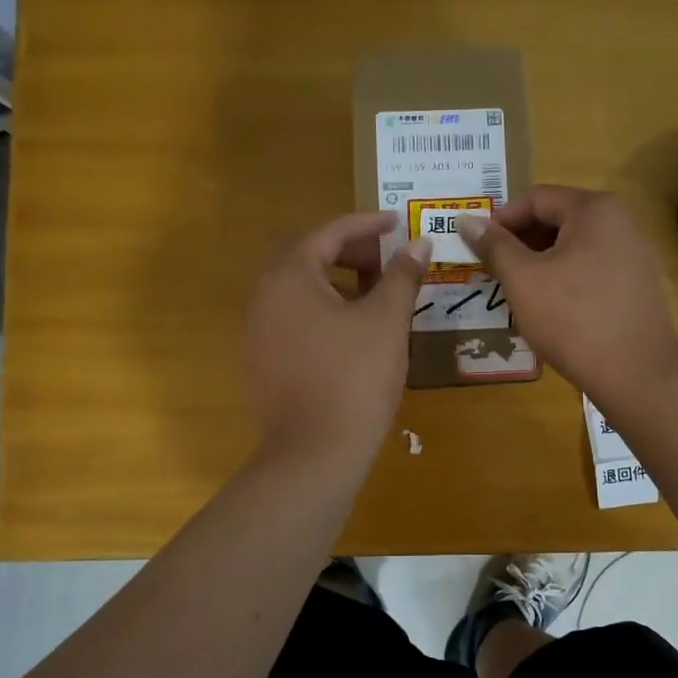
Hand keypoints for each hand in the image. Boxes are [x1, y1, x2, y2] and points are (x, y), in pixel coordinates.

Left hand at [243, 212, 429, 470]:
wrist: (314, 453)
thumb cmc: (354, 377)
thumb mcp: (386, 321)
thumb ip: (402, 276)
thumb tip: (418, 244)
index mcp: (289, 277)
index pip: (329, 233)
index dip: (367, 224)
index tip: (398, 223)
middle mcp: (264, 297)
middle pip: (309, 258)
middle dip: (351, 252)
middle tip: (388, 260)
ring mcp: (258, 332)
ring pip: (302, 291)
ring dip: (339, 282)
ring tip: (377, 295)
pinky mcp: (263, 362)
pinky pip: (295, 320)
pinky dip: (325, 311)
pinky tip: (354, 332)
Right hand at [458, 188, 677, 405]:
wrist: (636, 374)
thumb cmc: (573, 319)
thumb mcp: (523, 280)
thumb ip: (493, 246)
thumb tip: (466, 220)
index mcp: (594, 209)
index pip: (535, 199)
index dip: (500, 221)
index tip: (478, 249)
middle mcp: (620, 221)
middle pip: (556, 219)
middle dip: (520, 242)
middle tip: (494, 272)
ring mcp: (634, 252)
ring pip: (573, 246)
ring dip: (540, 262)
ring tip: (518, 292)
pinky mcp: (637, 283)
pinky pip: (591, 267)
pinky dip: (565, 278)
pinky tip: (550, 307)